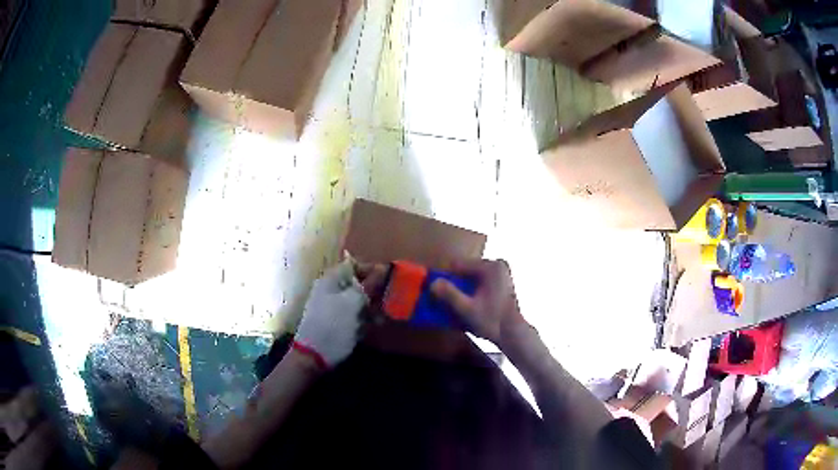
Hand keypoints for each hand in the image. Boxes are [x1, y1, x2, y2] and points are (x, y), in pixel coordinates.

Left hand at [293, 259, 386, 368]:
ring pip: (359, 301)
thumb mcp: (353, 302)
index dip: (372, 270)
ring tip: (381, 319)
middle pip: (358, 284)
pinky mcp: (337, 323)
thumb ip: (369, 284)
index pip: (354, 265)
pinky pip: (355, 316)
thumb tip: (382, 268)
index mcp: (332, 279)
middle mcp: (331, 290)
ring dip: (372, 309)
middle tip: (389, 301)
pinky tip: (371, 328)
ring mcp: (333, 307)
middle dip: (374, 292)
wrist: (314, 355)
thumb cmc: (334, 324)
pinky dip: (364, 321)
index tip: (389, 279)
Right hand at [430, 259, 528, 351]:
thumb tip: (432, 283)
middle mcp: (497, 265)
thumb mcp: (467, 309)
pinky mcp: (502, 283)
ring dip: (464, 290)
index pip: (457, 265)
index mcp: (490, 266)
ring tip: (461, 306)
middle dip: (456, 286)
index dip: (446, 279)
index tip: (439, 293)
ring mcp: (501, 274)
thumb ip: (449, 295)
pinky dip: (473, 293)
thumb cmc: (492, 321)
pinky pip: (480, 283)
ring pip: (471, 278)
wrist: (514, 334)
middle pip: (465, 272)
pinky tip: (471, 306)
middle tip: (450, 303)